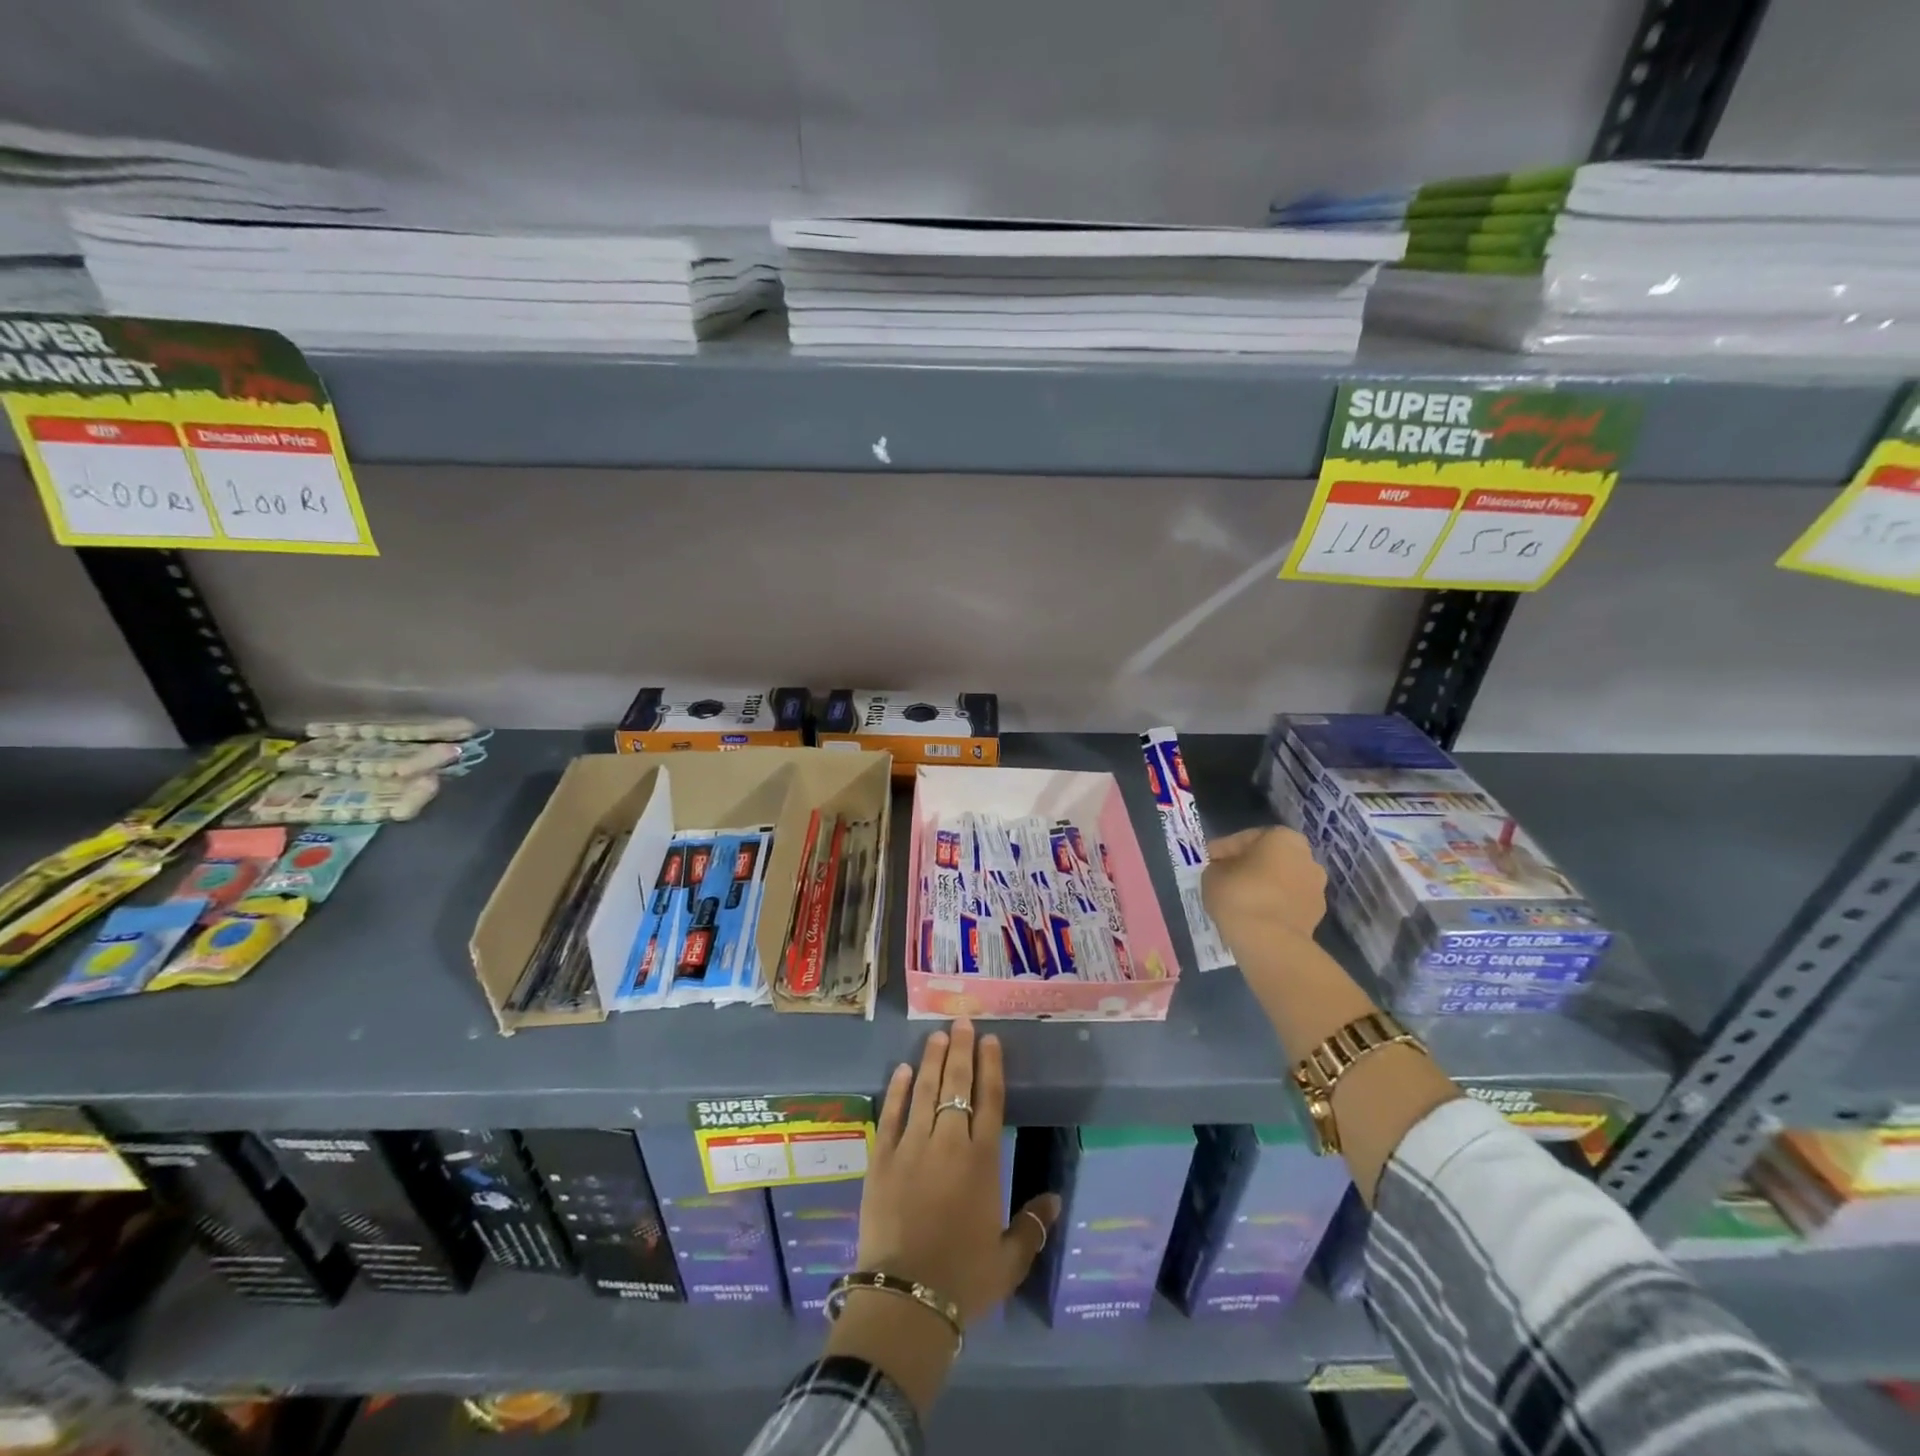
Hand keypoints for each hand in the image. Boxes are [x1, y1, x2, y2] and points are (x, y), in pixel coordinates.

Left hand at [858, 1018, 1060, 1323]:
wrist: (906, 1297)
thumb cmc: (964, 1278)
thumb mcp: (1009, 1258)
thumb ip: (1033, 1226)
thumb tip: (1055, 1201)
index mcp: (982, 1160)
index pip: (990, 1100)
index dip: (990, 1066)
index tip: (989, 1040)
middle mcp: (948, 1142)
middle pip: (956, 1085)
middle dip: (961, 1050)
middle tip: (961, 1022)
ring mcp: (912, 1146)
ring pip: (925, 1091)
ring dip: (932, 1060)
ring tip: (936, 1035)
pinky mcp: (881, 1158)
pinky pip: (891, 1114)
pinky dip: (898, 1090)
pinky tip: (903, 1070)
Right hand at [1201, 826, 1326, 948]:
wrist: (1270, 942)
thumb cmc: (1239, 895)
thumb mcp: (1212, 874)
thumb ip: (1218, 866)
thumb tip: (1223, 870)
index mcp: (1283, 837)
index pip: (1245, 839)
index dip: (1223, 851)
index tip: (1208, 864)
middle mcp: (1307, 857)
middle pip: (1268, 859)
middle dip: (1248, 868)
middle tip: (1224, 881)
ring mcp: (1316, 888)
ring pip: (1280, 883)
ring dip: (1263, 888)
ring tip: (1238, 902)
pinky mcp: (1316, 916)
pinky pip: (1286, 904)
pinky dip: (1272, 907)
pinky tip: (1253, 917)